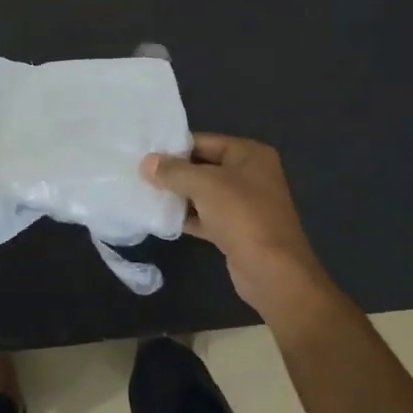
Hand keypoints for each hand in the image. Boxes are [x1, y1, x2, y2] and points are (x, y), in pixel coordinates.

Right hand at [142, 134, 338, 325]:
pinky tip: (161, 218)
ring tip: (144, 194)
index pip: (204, 141)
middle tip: (139, 174)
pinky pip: (206, 216)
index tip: (144, 154)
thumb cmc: (241, 215)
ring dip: (178, 195)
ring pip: (204, 193)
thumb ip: (173, 171)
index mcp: (249, 154)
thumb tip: (146, 163)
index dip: (174, 147)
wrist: (272, 272)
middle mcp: (250, 174)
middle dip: (174, 172)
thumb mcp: (204, 185)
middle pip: (203, 166)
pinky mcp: (236, 230)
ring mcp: (245, 204)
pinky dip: (187, 217)